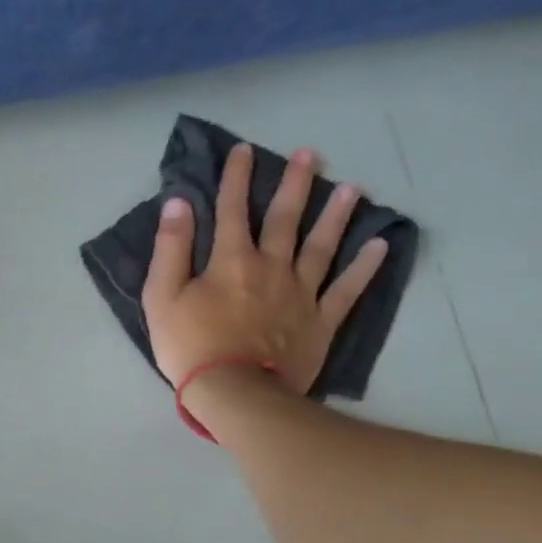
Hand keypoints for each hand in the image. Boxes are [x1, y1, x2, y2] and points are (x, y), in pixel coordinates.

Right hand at [142, 142, 389, 393]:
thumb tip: (179, 203)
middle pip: (285, 218)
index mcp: (231, 260)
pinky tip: (380, 246)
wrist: (235, 392)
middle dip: (295, 184)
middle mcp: (271, 266)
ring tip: (351, 189)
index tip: (244, 150)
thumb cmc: (191, 346)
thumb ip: (170, 248)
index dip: (236, 177)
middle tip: (311, 154)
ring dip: (336, 215)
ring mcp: (301, 293)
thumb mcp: (162, 297)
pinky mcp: (320, 321)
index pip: (232, 209)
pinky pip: (347, 290)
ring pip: (322, 246)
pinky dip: (364, 268)